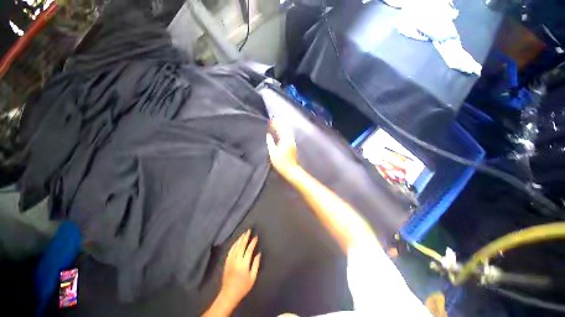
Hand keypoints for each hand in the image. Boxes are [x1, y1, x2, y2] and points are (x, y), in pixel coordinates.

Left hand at [220, 230, 260, 306]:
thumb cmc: (243, 287)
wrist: (228, 294)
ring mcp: (230, 260)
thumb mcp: (252, 278)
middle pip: (241, 246)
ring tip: (243, 234)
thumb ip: (256, 265)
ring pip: (235, 247)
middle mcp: (236, 260)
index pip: (249, 250)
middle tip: (248, 231)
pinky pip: (230, 250)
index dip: (252, 243)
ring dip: (239, 239)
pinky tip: (236, 241)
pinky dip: (234, 244)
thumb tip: (258, 254)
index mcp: (243, 264)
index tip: (255, 237)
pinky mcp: (226, 262)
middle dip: (245, 237)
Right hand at [266, 119, 297, 175]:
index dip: (276, 123)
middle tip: (272, 122)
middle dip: (279, 124)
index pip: (281, 127)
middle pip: (286, 128)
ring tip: (274, 127)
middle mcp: (290, 139)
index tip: (270, 121)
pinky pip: (288, 136)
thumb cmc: (281, 162)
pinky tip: (279, 135)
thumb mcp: (273, 152)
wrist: (291, 170)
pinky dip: (283, 133)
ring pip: (287, 132)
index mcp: (286, 139)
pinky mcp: (292, 146)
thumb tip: (268, 135)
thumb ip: (270, 142)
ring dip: (281, 128)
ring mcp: (292, 142)